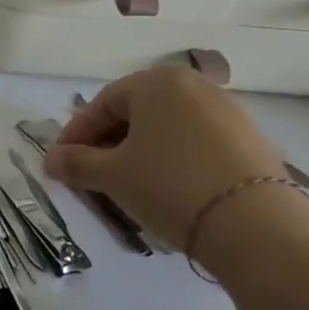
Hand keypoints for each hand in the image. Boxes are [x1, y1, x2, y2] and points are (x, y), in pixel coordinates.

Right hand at [44, 67, 289, 249]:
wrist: (257, 227)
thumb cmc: (169, 185)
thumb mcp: (112, 175)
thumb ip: (76, 163)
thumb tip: (51, 160)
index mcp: (157, 82)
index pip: (102, 103)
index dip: (76, 134)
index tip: (62, 163)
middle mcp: (195, 86)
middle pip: (136, 113)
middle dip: (108, 143)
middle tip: (90, 175)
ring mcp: (229, 113)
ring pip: (166, 129)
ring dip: (139, 153)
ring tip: (126, 185)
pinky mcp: (251, 142)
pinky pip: (196, 144)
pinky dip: (172, 161)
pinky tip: (166, 190)